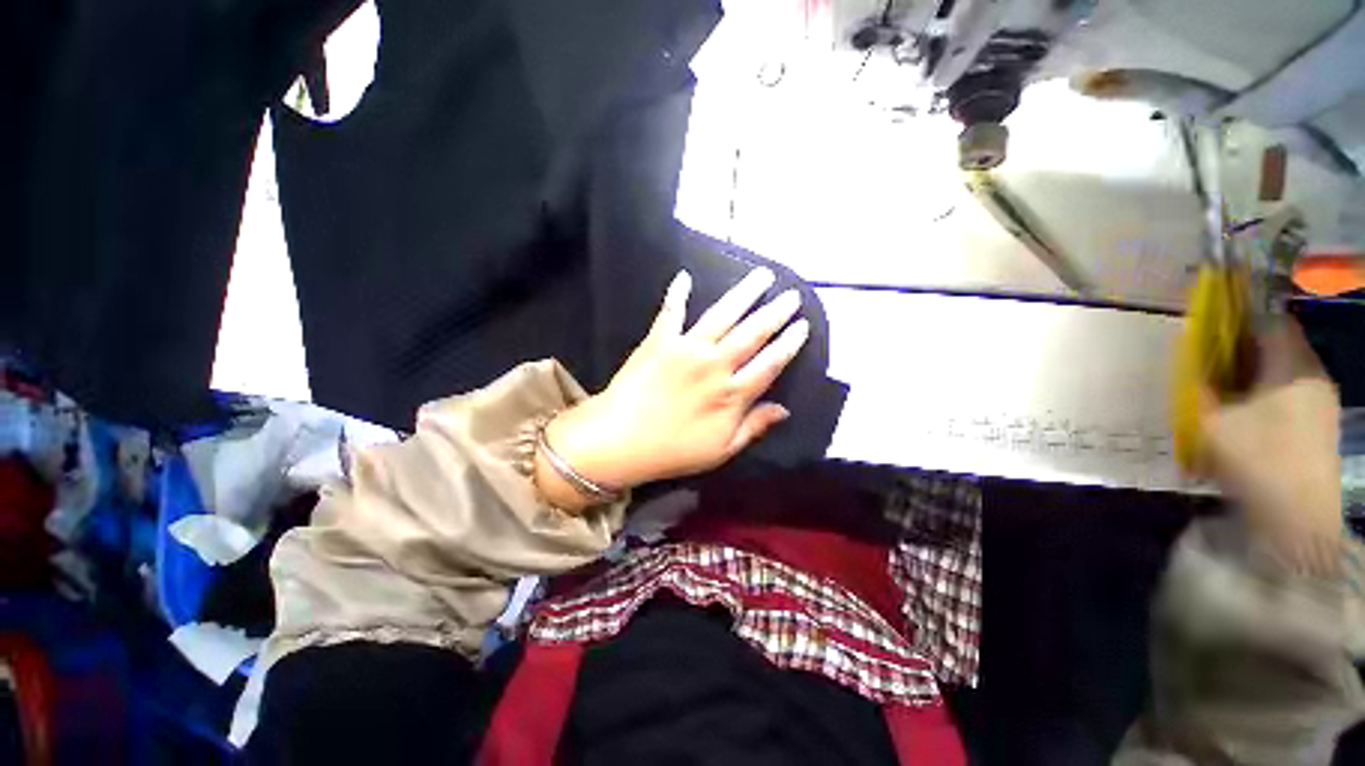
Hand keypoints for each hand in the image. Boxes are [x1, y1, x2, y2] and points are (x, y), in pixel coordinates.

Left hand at [536, 267, 808, 507]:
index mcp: (732, 394)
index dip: (789, 343)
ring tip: (762, 275)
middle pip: (752, 333)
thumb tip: (784, 410)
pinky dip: (677, 293)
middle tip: (792, 294)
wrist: (620, 440)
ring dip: (744, 293)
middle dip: (776, 312)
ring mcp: (686, 348)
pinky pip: (671, 312)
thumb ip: (754, 427)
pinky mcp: (660, 340)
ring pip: (723, 315)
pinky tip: (684, 276)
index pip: (770, 363)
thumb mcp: (721, 450)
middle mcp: (714, 364)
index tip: (802, 325)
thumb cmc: (673, 450)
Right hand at [1199, 319, 1342, 569]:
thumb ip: (1201, 389)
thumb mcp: (1214, 423)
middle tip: (1210, 365)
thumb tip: (1194, 367)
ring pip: (1281, 374)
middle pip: (1277, 347)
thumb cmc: (1259, 460)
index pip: (1270, 320)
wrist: (1302, 519)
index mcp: (1292, 364)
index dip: (1240, 318)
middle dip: (1242, 352)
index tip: (1212, 327)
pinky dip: (1265, 399)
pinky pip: (1289, 396)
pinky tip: (1245, 419)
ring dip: (1252, 377)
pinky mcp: (1320, 426)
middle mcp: (1312, 374)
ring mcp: (1321, 402)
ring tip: (1223, 395)